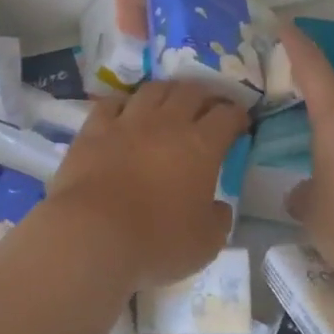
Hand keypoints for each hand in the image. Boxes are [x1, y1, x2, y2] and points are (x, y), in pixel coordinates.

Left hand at [46, 81, 246, 287]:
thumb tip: (219, 206)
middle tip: (208, 106)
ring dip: (167, 91)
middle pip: (191, 92)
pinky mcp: (94, 129)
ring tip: (170, 100)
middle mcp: (167, 123)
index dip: (237, 115)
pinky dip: (123, 103)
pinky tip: (125, 110)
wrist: (93, 234)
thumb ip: (218, 220)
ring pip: (153, 90)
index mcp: (202, 146)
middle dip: (205, 95)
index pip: (227, 116)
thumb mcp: (206, 243)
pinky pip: (112, 103)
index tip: (240, 123)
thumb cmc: (157, 242)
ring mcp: (127, 122)